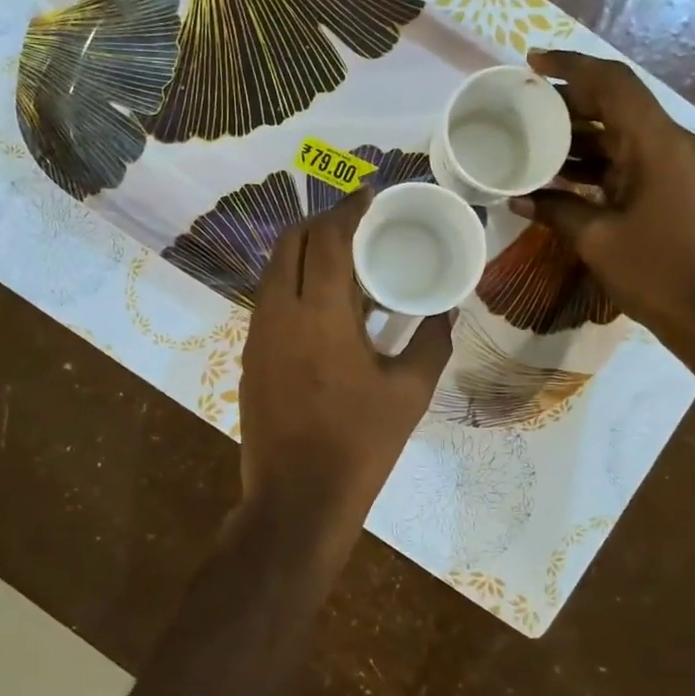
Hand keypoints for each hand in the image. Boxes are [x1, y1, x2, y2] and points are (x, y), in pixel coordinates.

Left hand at [238, 190, 453, 543]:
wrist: (297, 498)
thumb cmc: (360, 443)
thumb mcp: (410, 392)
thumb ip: (431, 340)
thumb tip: (444, 310)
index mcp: (321, 313)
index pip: (328, 238)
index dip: (348, 210)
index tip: (368, 197)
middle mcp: (280, 311)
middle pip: (291, 242)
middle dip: (322, 223)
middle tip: (357, 225)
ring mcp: (258, 333)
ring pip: (274, 269)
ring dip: (304, 252)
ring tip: (343, 260)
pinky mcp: (250, 355)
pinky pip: (269, 298)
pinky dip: (293, 282)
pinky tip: (322, 303)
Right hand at [516, 49, 694, 373]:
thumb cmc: (657, 275)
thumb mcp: (597, 240)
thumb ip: (556, 209)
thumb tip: (518, 196)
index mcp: (661, 145)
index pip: (614, 84)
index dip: (572, 66)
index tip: (533, 61)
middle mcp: (677, 144)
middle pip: (620, 105)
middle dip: (571, 102)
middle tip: (525, 106)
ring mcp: (683, 166)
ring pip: (626, 133)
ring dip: (584, 134)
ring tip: (535, 139)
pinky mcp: (681, 187)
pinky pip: (635, 159)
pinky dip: (601, 161)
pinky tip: (564, 173)